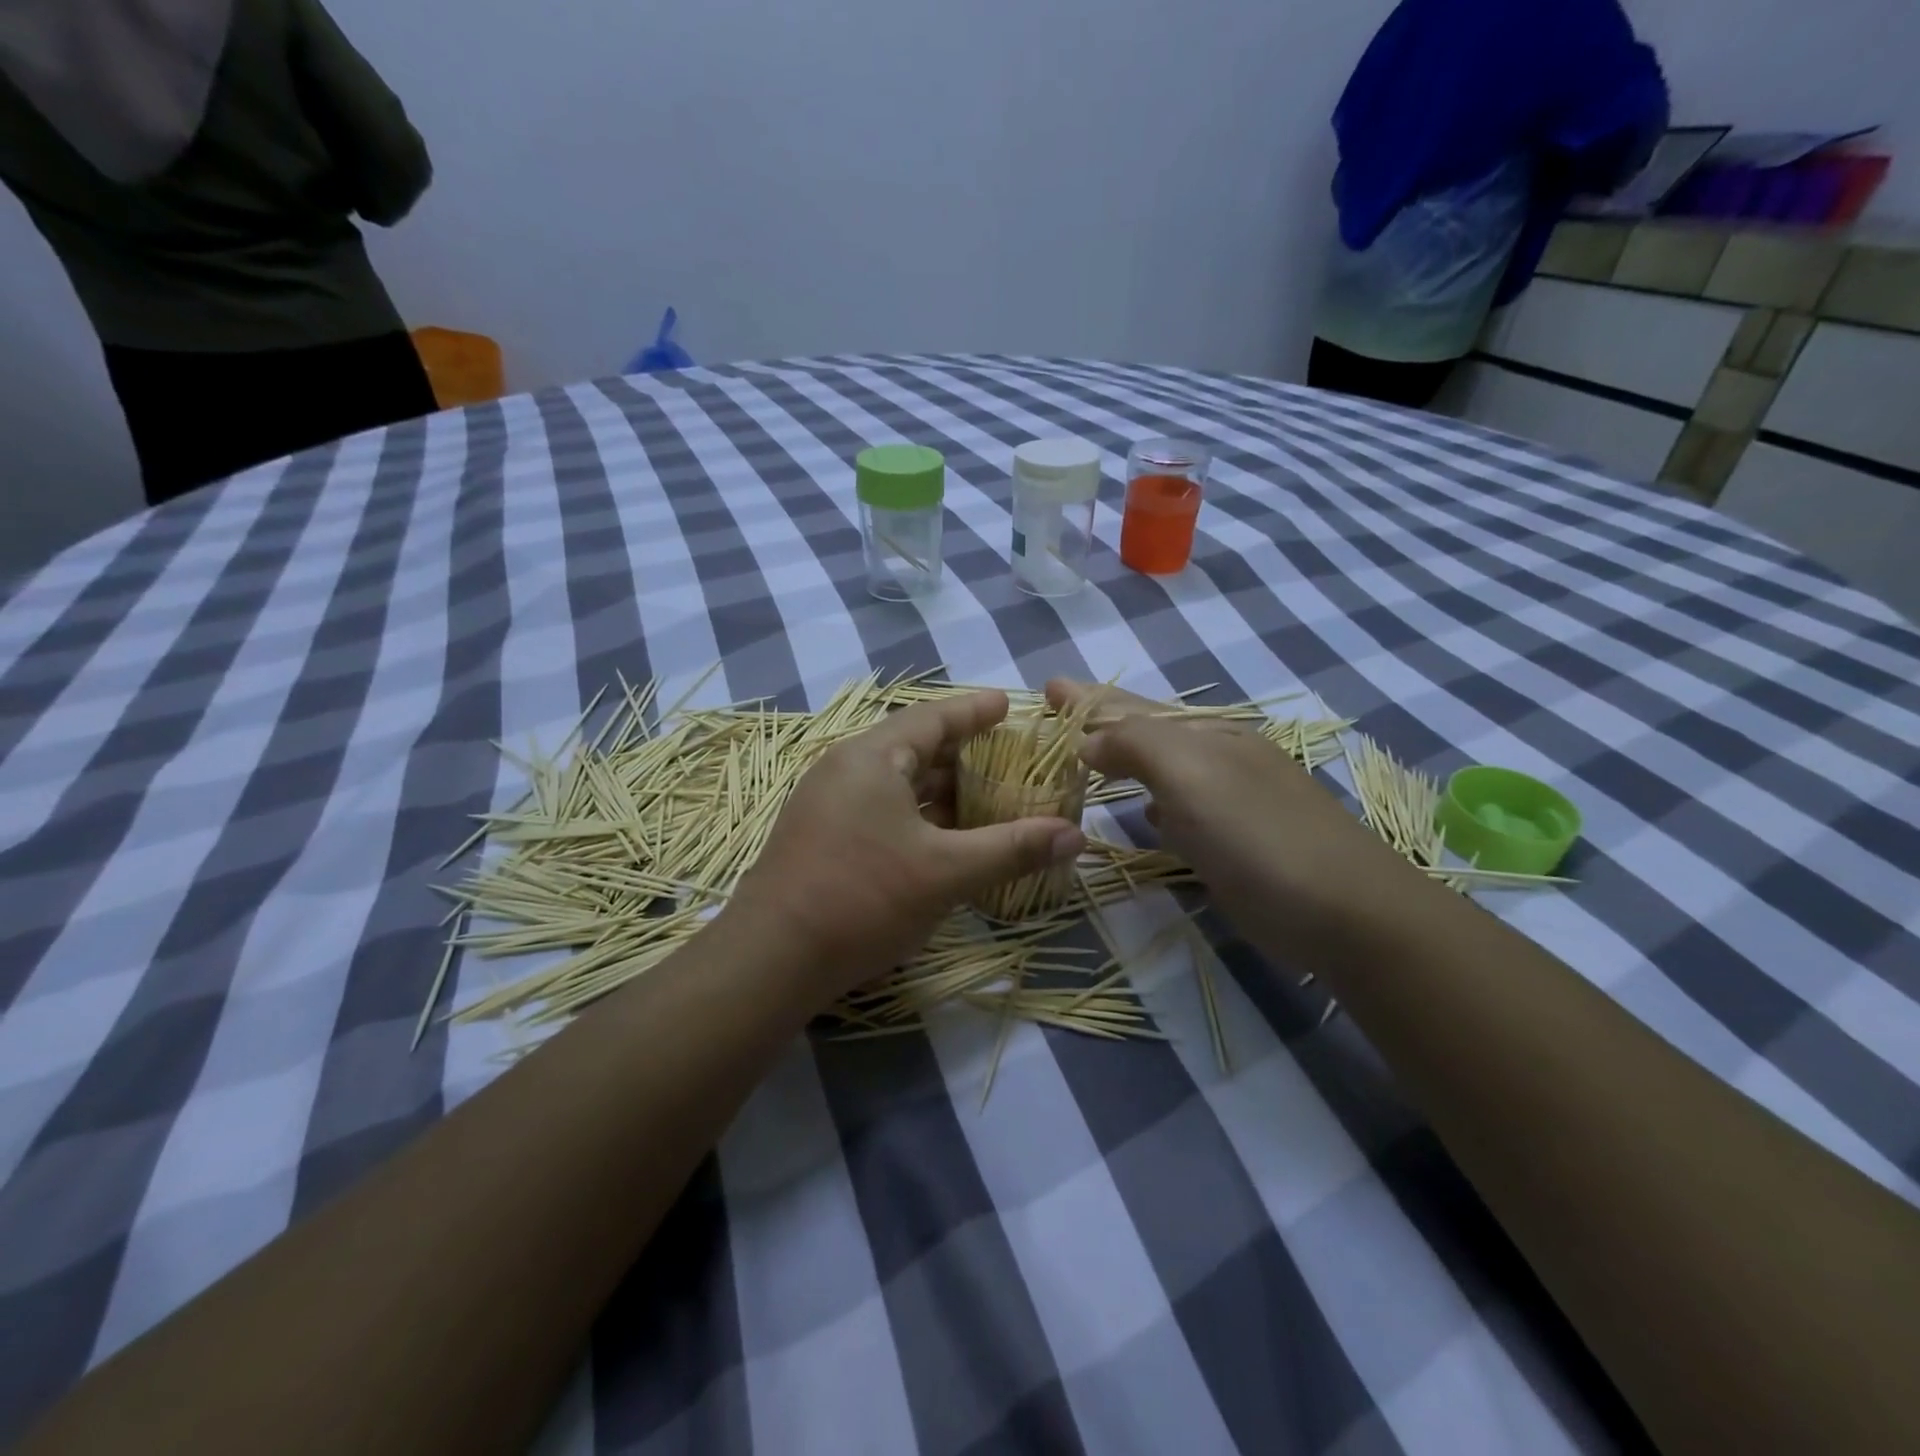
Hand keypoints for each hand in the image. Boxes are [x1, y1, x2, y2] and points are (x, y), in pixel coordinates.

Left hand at [730, 690, 1084, 1002]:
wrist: (772, 958)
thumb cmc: (863, 898)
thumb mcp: (946, 872)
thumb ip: (1012, 848)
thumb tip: (1075, 834)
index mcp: (871, 757)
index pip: (933, 718)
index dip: (974, 711)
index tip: (1008, 704)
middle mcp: (845, 769)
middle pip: (913, 747)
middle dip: (962, 752)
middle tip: (1007, 757)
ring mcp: (827, 803)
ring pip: (896, 782)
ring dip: (940, 788)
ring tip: (985, 797)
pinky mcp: (821, 836)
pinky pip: (880, 808)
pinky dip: (917, 814)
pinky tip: (943, 838)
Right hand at [1047, 678, 1399, 920]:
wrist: (1344, 912)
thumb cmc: (1258, 834)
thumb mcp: (1193, 774)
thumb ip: (1135, 744)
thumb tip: (1087, 740)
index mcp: (1207, 735)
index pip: (1132, 707)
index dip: (1090, 697)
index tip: (1049, 686)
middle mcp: (1216, 760)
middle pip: (1146, 732)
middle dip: (1102, 719)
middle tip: (1060, 706)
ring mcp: (1226, 804)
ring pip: (1159, 771)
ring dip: (1122, 760)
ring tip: (1088, 755)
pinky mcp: (1229, 847)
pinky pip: (1176, 812)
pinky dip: (1151, 805)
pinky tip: (1144, 813)